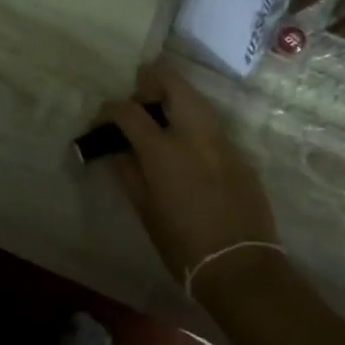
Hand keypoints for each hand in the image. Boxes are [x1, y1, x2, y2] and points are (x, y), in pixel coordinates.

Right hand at [94, 61, 277, 284]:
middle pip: (173, 84)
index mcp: (163, 150)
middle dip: (152, 79)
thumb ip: (130, 174)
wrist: (239, 265)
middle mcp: (193, 134)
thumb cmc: (183, 244)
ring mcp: (221, 140)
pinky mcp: (239, 153)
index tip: (104, 116)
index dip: (112, 108)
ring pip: (197, 99)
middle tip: (139, 93)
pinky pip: (212, 124)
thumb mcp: (146, 211)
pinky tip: (187, 142)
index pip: (130, 112)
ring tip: (162, 112)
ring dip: (176, 95)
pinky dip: (194, 120)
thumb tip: (118, 151)